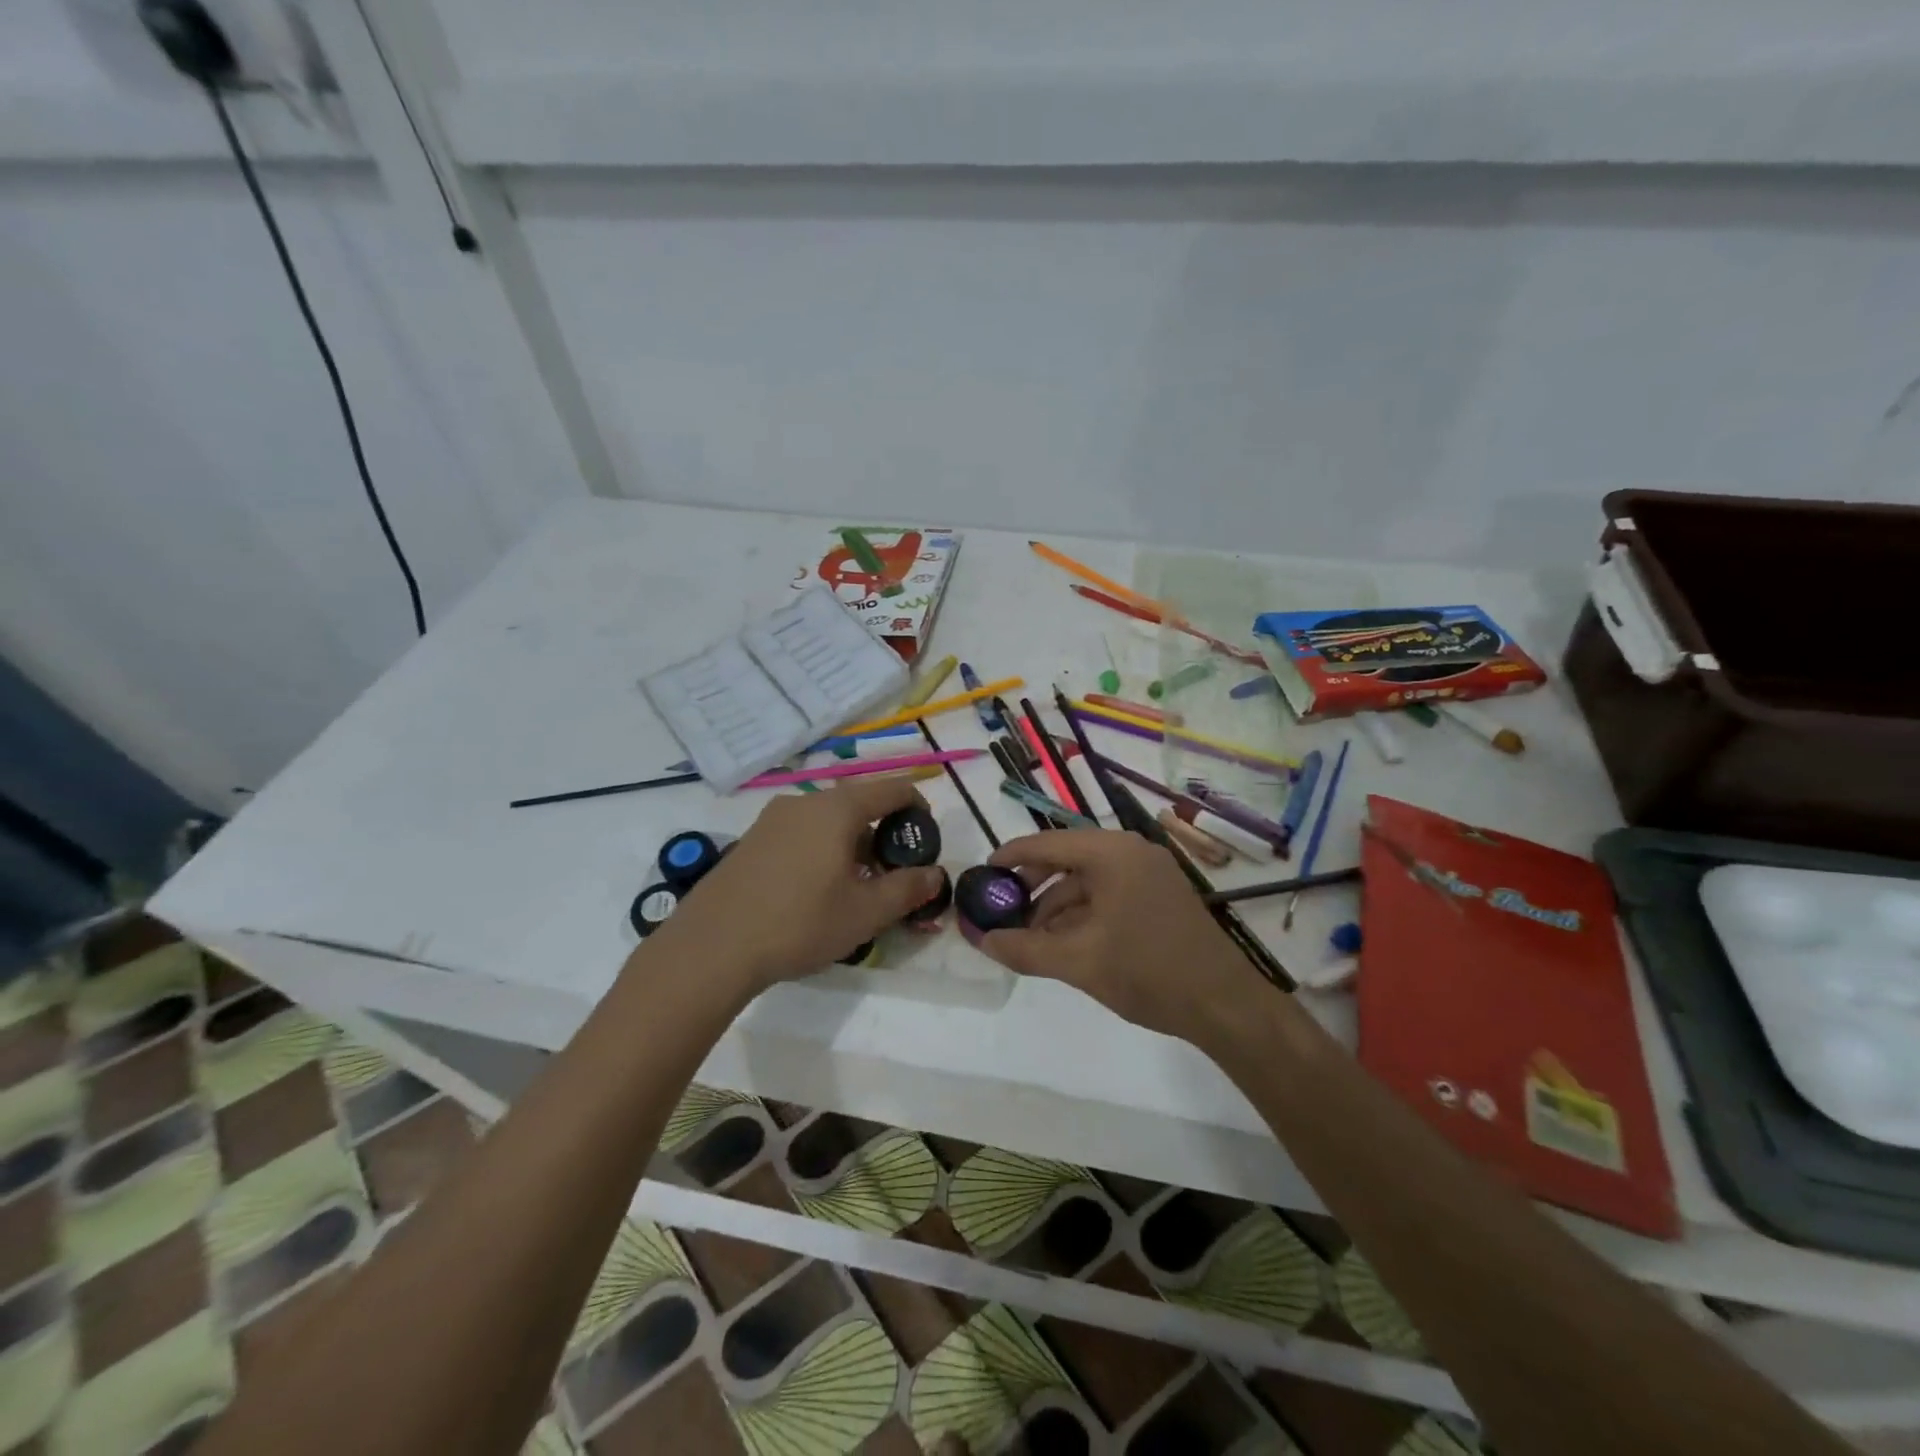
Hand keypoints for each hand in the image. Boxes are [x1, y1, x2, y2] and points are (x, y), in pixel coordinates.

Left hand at [643, 777, 947, 995]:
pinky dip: (821, 852)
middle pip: (859, 806)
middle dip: (883, 836)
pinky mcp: (750, 841)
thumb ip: (908, 889)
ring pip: (827, 822)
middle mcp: (804, 802)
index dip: (918, 809)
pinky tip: (814, 894)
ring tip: (854, 890)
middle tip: (891, 877)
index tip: (925, 842)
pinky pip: (800, 835)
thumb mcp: (866, 913)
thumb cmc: (800, 923)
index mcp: (837, 809)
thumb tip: (935, 874)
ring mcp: (771, 820)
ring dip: (851, 846)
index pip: (893, 789)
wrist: (712, 947)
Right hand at [979, 830, 1258, 1042]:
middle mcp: (1131, 852)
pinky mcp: (1160, 896)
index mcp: (1112, 853)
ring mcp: (1150, 873)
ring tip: (1029, 936)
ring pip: (1088, 879)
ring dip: (1056, 904)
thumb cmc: (1148, 972)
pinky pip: (1109, 893)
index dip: (1011, 857)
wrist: (1224, 1004)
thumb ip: (1025, 949)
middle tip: (1003, 909)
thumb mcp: (1078, 962)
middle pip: (1067, 858)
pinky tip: (1064, 942)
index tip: (983, 872)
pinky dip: (1082, 913)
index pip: (1047, 843)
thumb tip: (981, 941)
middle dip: (1033, 885)